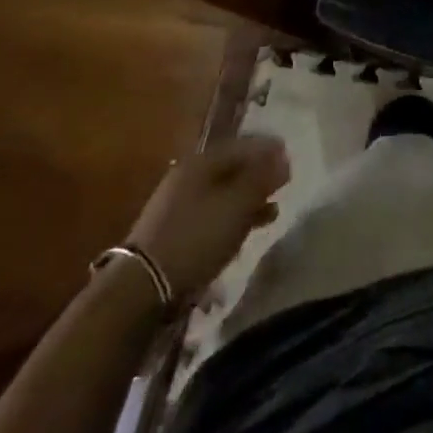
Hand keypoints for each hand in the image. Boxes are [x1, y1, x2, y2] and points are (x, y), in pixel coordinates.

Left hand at [127, 135, 289, 292]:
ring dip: (248, 199)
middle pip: (232, 168)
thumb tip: (283, 158)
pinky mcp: (175, 231)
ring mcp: (178, 204)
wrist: (142, 287)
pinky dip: (232, 217)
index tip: (290, 158)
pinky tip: (246, 230)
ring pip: (223, 193)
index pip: (243, 145)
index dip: (268, 149)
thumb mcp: (237, 204)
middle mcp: (188, 176)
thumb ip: (262, 179)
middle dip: (259, 175)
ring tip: (272, 211)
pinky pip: (212, 214)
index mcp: (202, 162)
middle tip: (283, 184)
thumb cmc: (196, 236)